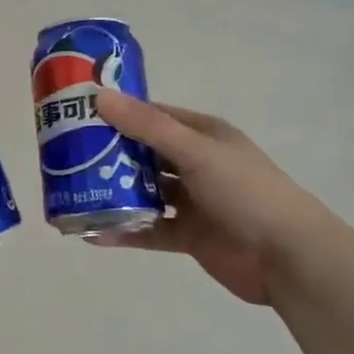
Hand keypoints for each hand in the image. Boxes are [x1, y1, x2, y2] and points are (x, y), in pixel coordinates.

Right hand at [91, 91, 332, 307]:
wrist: (289, 257)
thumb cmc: (245, 191)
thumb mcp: (195, 151)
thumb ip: (147, 127)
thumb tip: (99, 96)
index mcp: (202, 135)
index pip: (153, 116)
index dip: (118, 114)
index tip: (79, 115)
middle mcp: (196, 164)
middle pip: (144, 155)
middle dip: (109, 156)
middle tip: (65, 158)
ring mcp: (193, 202)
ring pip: (145, 193)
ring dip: (114, 195)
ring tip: (71, 195)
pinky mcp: (190, 236)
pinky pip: (150, 230)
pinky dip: (124, 231)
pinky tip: (92, 234)